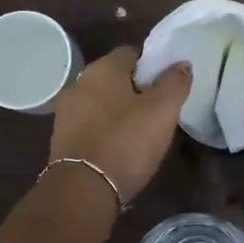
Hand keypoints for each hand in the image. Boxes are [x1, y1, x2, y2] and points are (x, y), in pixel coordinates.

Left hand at [48, 47, 190, 203]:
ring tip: (141, 130)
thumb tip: (182, 64)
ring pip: (102, 101)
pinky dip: (105, 129)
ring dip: (119, 110)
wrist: (82, 190)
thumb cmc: (125, 142)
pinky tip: (119, 146)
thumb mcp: (162, 111)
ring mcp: (67, 111)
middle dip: (136, 88)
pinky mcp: (62, 137)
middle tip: (159, 108)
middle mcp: (80, 82)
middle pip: (115, 77)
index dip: (152, 65)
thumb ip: (175, 83)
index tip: (168, 84)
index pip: (132, 53)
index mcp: (103, 68)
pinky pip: (91, 123)